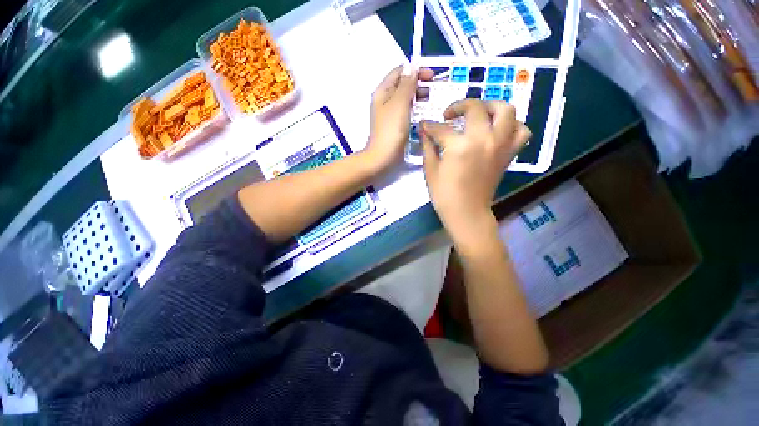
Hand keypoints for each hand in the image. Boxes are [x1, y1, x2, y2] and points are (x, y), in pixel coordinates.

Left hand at [363, 65, 434, 174]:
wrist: (383, 157)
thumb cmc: (391, 130)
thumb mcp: (399, 103)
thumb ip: (406, 85)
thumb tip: (412, 68)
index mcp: (383, 92)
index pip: (399, 72)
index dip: (415, 70)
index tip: (432, 76)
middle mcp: (384, 101)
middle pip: (403, 85)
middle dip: (419, 84)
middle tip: (434, 92)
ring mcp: (389, 114)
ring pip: (405, 100)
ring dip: (418, 98)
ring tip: (432, 103)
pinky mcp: (394, 126)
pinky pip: (406, 112)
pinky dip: (415, 110)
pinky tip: (423, 115)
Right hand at [421, 99, 530, 244]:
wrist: (467, 212)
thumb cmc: (445, 195)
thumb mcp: (431, 170)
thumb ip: (428, 146)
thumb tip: (424, 130)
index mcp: (460, 146)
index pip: (441, 128)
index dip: (430, 126)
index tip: (424, 126)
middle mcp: (484, 139)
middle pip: (476, 108)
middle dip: (459, 106)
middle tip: (450, 114)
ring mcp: (500, 145)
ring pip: (506, 111)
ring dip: (491, 106)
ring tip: (479, 114)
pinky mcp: (508, 153)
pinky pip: (521, 131)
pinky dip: (512, 125)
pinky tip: (498, 130)